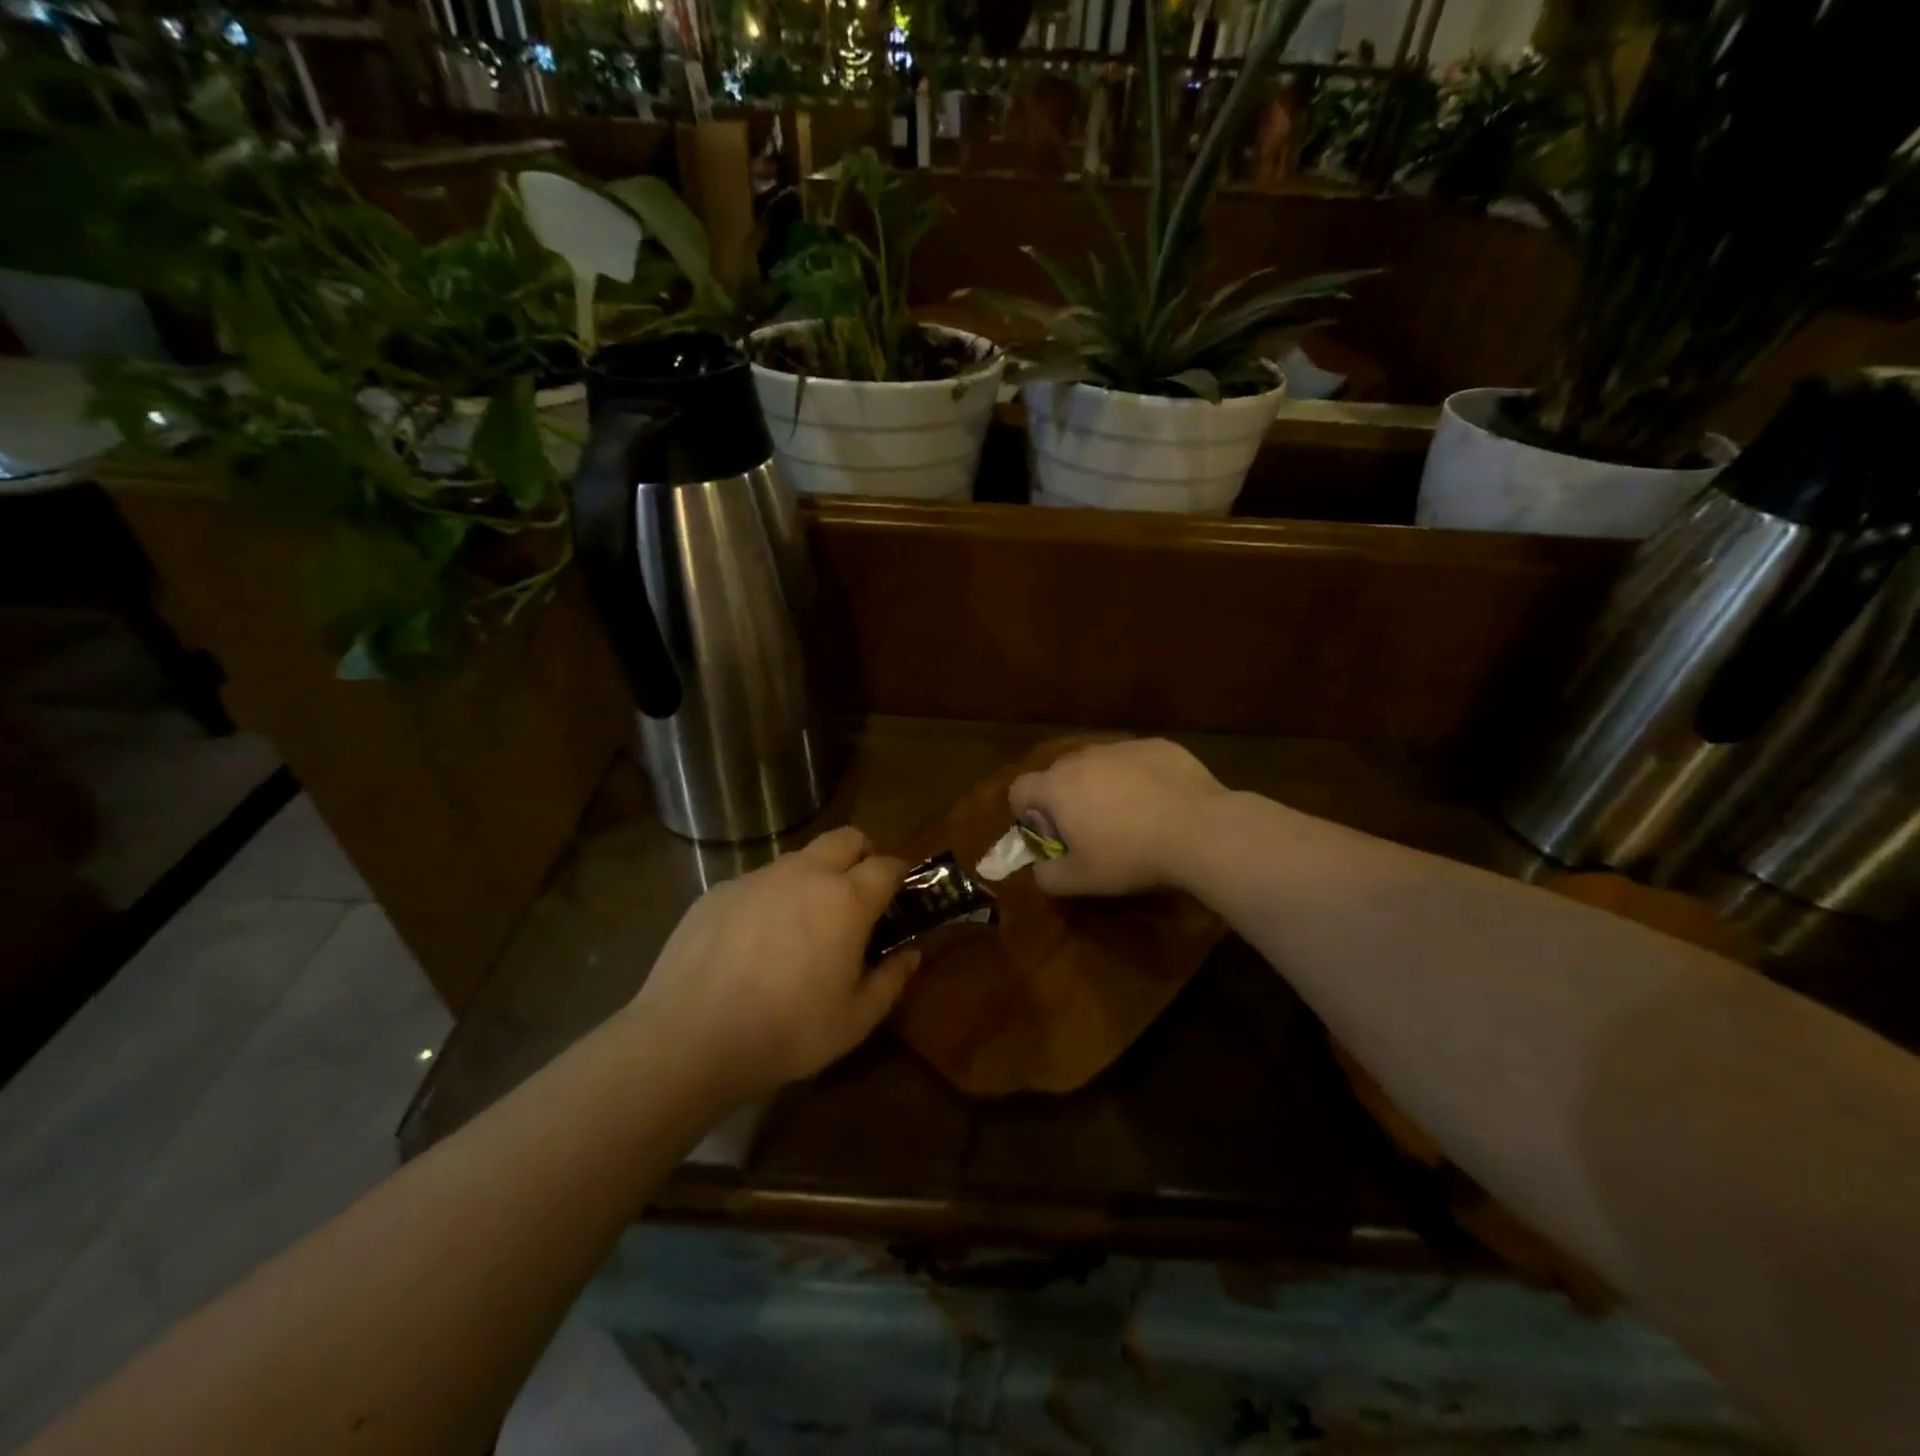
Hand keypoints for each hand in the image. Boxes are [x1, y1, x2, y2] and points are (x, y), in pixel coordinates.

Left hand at [625, 826, 917, 1105]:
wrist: (689, 1038)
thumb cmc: (786, 1032)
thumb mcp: (854, 1021)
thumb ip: (890, 981)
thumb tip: (910, 954)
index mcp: (846, 900)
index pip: (887, 865)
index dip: (899, 876)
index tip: (898, 896)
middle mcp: (805, 874)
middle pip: (846, 838)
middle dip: (861, 855)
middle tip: (858, 894)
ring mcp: (758, 877)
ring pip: (799, 858)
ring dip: (814, 876)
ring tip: (802, 924)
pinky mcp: (720, 891)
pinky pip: (758, 882)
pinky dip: (770, 898)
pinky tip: (754, 942)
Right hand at [1009, 738, 1226, 896]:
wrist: (1200, 830)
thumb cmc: (1131, 855)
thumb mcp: (1081, 880)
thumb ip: (1047, 876)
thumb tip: (1040, 868)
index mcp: (1058, 787)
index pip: (1020, 789)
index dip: (1026, 813)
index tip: (1050, 834)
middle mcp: (1084, 757)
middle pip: (1059, 775)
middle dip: (1066, 800)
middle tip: (1091, 830)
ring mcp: (1122, 747)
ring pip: (1098, 765)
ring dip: (1101, 786)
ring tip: (1129, 816)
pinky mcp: (1157, 745)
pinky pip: (1134, 761)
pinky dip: (1137, 778)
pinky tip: (1160, 803)